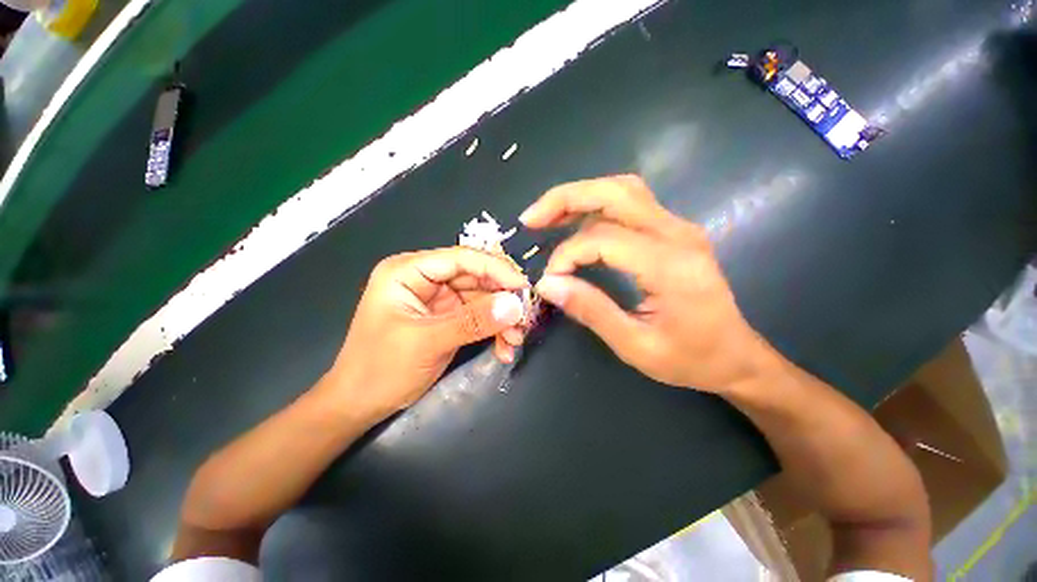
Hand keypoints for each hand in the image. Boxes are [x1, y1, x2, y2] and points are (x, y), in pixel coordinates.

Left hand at [322, 247, 529, 420]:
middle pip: (476, 278)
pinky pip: (479, 317)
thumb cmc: (379, 369)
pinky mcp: (448, 319)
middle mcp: (425, 280)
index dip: (496, 269)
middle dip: (502, 300)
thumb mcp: (427, 342)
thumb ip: (472, 321)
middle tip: (524, 320)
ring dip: (502, 319)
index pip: (462, 258)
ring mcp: (438, 300)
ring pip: (482, 299)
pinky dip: (493, 331)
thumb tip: (515, 306)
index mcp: (409, 271)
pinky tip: (504, 349)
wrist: (359, 405)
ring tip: (515, 340)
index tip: (524, 287)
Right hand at [521, 175, 771, 392]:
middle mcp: (677, 233)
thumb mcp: (635, 345)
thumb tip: (548, 284)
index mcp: (670, 265)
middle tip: (531, 218)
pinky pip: (630, 203)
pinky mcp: (674, 231)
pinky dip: (596, 206)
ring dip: (580, 197)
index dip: (567, 254)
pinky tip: (576, 222)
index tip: (550, 280)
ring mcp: (679, 227)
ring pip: (623, 190)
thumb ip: (591, 310)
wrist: (737, 356)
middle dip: (565, 199)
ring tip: (548, 217)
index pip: (603, 238)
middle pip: (614, 192)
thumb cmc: (690, 358)